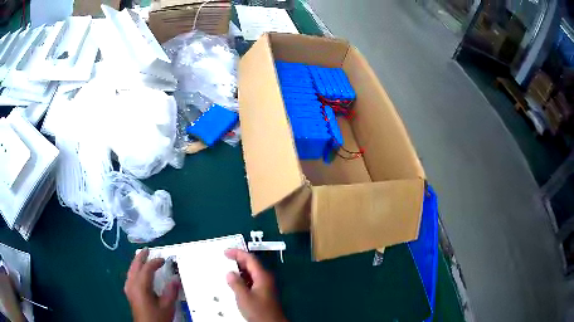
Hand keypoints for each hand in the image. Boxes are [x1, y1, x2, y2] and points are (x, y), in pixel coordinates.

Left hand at [124, 248, 180, 321]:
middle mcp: (132, 284)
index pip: (147, 268)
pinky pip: (130, 276)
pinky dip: (134, 270)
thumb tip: (176, 279)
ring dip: (136, 262)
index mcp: (141, 286)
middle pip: (135, 266)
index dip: (155, 262)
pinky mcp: (129, 293)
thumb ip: (171, 292)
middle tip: (147, 250)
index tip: (164, 260)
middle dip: (141, 257)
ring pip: (131, 270)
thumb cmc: (157, 317)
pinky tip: (137, 272)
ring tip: (142, 257)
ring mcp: (129, 288)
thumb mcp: (167, 306)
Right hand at [225, 249, 286, 321]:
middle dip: (238, 260)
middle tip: (225, 258)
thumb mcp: (244, 297)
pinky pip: (252, 280)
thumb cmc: (259, 310)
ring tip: (227, 269)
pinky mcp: (264, 293)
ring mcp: (266, 285)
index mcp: (262, 276)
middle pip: (252, 264)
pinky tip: (235, 282)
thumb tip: (230, 273)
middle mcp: (265, 278)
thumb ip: (236, 283)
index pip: (250, 259)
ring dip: (240, 269)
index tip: (225, 252)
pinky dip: (243, 278)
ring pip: (252, 273)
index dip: (238, 253)